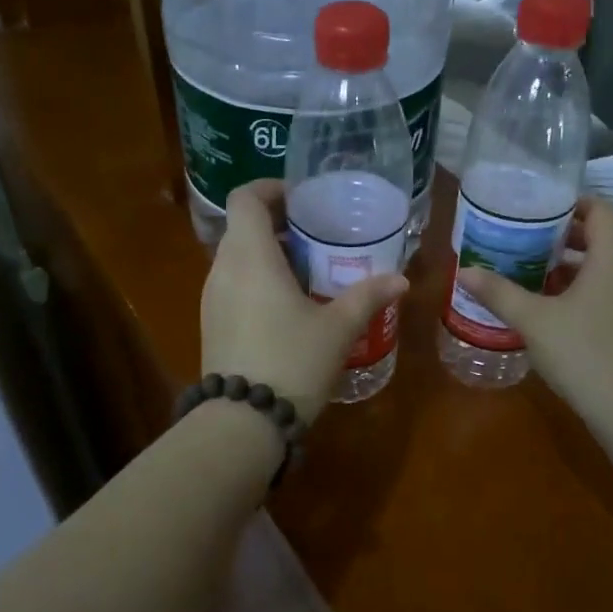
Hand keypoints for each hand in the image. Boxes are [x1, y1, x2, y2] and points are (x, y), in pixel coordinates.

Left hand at [201, 180, 408, 422]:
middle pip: (243, 227)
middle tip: (317, 237)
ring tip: (308, 272)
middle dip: (278, 225)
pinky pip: (233, 285)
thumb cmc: (292, 362)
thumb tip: (401, 280)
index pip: (245, 198)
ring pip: (237, 258)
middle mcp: (222, 270)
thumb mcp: (337, 329)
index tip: (302, 200)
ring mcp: (212, 299)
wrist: (243, 422)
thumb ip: (368, 297)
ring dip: (268, 255)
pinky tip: (288, 308)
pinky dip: (258, 281)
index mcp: (250, 257)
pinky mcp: (212, 324)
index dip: (270, 189)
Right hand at [457, 197, 612, 427]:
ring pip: (604, 268)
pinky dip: (583, 291)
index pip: (602, 209)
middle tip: (525, 242)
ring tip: (532, 276)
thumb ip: (499, 293)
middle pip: (602, 238)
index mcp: (612, 258)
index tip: (539, 210)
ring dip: (571, 267)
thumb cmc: (584, 353)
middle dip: (563, 237)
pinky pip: (609, 292)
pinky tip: (553, 312)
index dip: (572, 203)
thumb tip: (464, 272)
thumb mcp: (534, 321)